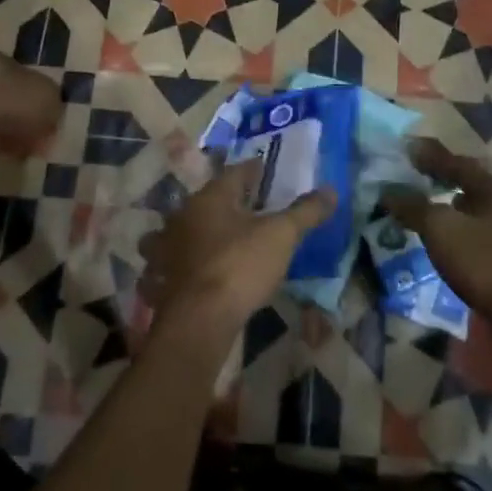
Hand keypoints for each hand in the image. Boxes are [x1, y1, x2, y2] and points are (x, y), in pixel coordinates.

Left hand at [140, 160, 336, 332]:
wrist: (199, 320)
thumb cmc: (240, 266)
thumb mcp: (281, 236)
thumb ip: (304, 212)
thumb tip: (331, 190)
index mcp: (211, 198)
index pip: (233, 173)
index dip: (251, 171)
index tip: (263, 170)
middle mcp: (183, 216)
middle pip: (205, 200)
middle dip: (222, 201)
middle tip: (244, 206)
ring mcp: (166, 247)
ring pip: (177, 230)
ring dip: (191, 232)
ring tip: (209, 239)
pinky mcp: (160, 279)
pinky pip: (168, 264)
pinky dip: (177, 265)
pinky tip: (187, 274)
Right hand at [382, 139, 491, 338]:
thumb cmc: (487, 264)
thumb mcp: (442, 230)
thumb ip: (414, 207)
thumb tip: (388, 191)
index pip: (460, 165)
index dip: (433, 156)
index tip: (410, 147)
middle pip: (475, 187)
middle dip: (447, 181)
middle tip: (420, 177)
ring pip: (481, 215)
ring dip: (456, 210)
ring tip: (432, 211)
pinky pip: (484, 240)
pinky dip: (463, 236)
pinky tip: (452, 247)